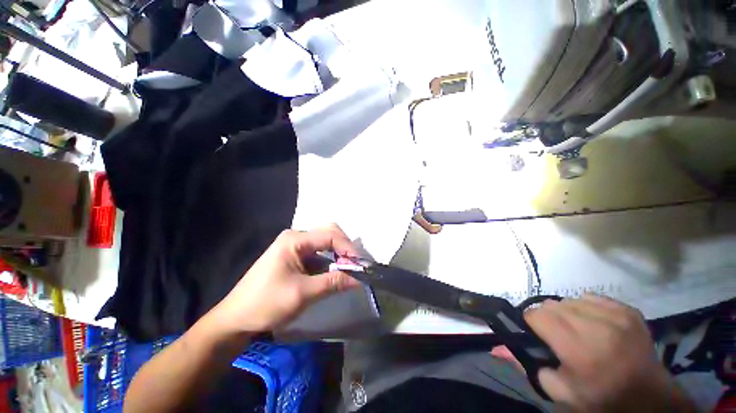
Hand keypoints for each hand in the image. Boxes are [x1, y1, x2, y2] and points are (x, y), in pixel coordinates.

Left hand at [210, 224, 360, 332]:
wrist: (236, 319)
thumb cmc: (266, 303)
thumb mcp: (303, 293)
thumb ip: (333, 282)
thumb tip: (360, 279)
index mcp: (295, 239)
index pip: (330, 235)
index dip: (348, 248)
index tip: (360, 264)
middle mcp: (296, 237)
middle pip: (329, 234)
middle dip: (344, 248)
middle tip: (355, 265)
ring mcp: (295, 245)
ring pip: (325, 243)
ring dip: (338, 255)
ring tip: (348, 270)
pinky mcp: (295, 256)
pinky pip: (318, 253)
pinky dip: (330, 261)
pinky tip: (334, 272)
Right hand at [525, 294, 694, 412]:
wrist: (650, 399)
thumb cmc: (601, 400)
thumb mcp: (560, 392)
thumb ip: (526, 366)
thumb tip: (496, 348)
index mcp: (580, 351)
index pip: (538, 316)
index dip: (530, 323)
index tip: (534, 333)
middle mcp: (598, 328)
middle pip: (552, 306)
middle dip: (546, 318)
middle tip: (555, 335)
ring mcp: (616, 316)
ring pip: (569, 300)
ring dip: (565, 312)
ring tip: (575, 330)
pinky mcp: (627, 310)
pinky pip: (591, 298)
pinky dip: (584, 308)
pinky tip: (593, 324)